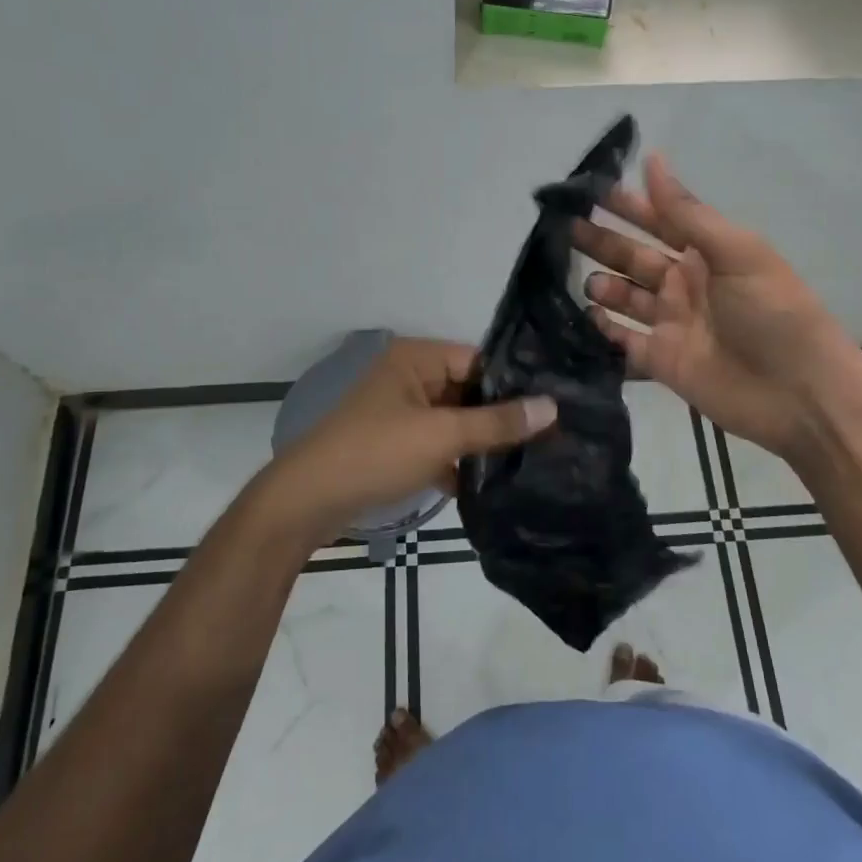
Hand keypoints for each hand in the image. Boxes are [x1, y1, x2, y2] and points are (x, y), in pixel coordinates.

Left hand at [248, 338, 557, 550]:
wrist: (306, 503)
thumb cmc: (375, 454)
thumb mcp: (441, 436)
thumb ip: (497, 423)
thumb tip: (552, 406)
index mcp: (416, 358)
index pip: (479, 360)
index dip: (515, 383)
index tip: (555, 407)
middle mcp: (409, 376)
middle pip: (468, 390)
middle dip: (501, 417)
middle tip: (550, 438)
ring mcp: (400, 412)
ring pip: (454, 421)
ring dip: (481, 443)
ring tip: (531, 460)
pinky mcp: (395, 445)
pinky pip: (437, 445)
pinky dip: (457, 462)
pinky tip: (490, 486)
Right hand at [573, 154, 856, 462]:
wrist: (800, 394)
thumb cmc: (773, 312)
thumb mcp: (736, 252)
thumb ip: (687, 212)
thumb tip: (652, 158)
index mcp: (707, 253)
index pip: (659, 219)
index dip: (626, 205)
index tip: (586, 191)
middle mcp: (684, 284)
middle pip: (634, 257)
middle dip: (602, 242)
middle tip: (564, 229)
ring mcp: (671, 323)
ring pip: (624, 297)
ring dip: (601, 286)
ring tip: (585, 282)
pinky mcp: (661, 361)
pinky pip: (622, 340)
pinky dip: (603, 329)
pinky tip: (585, 317)